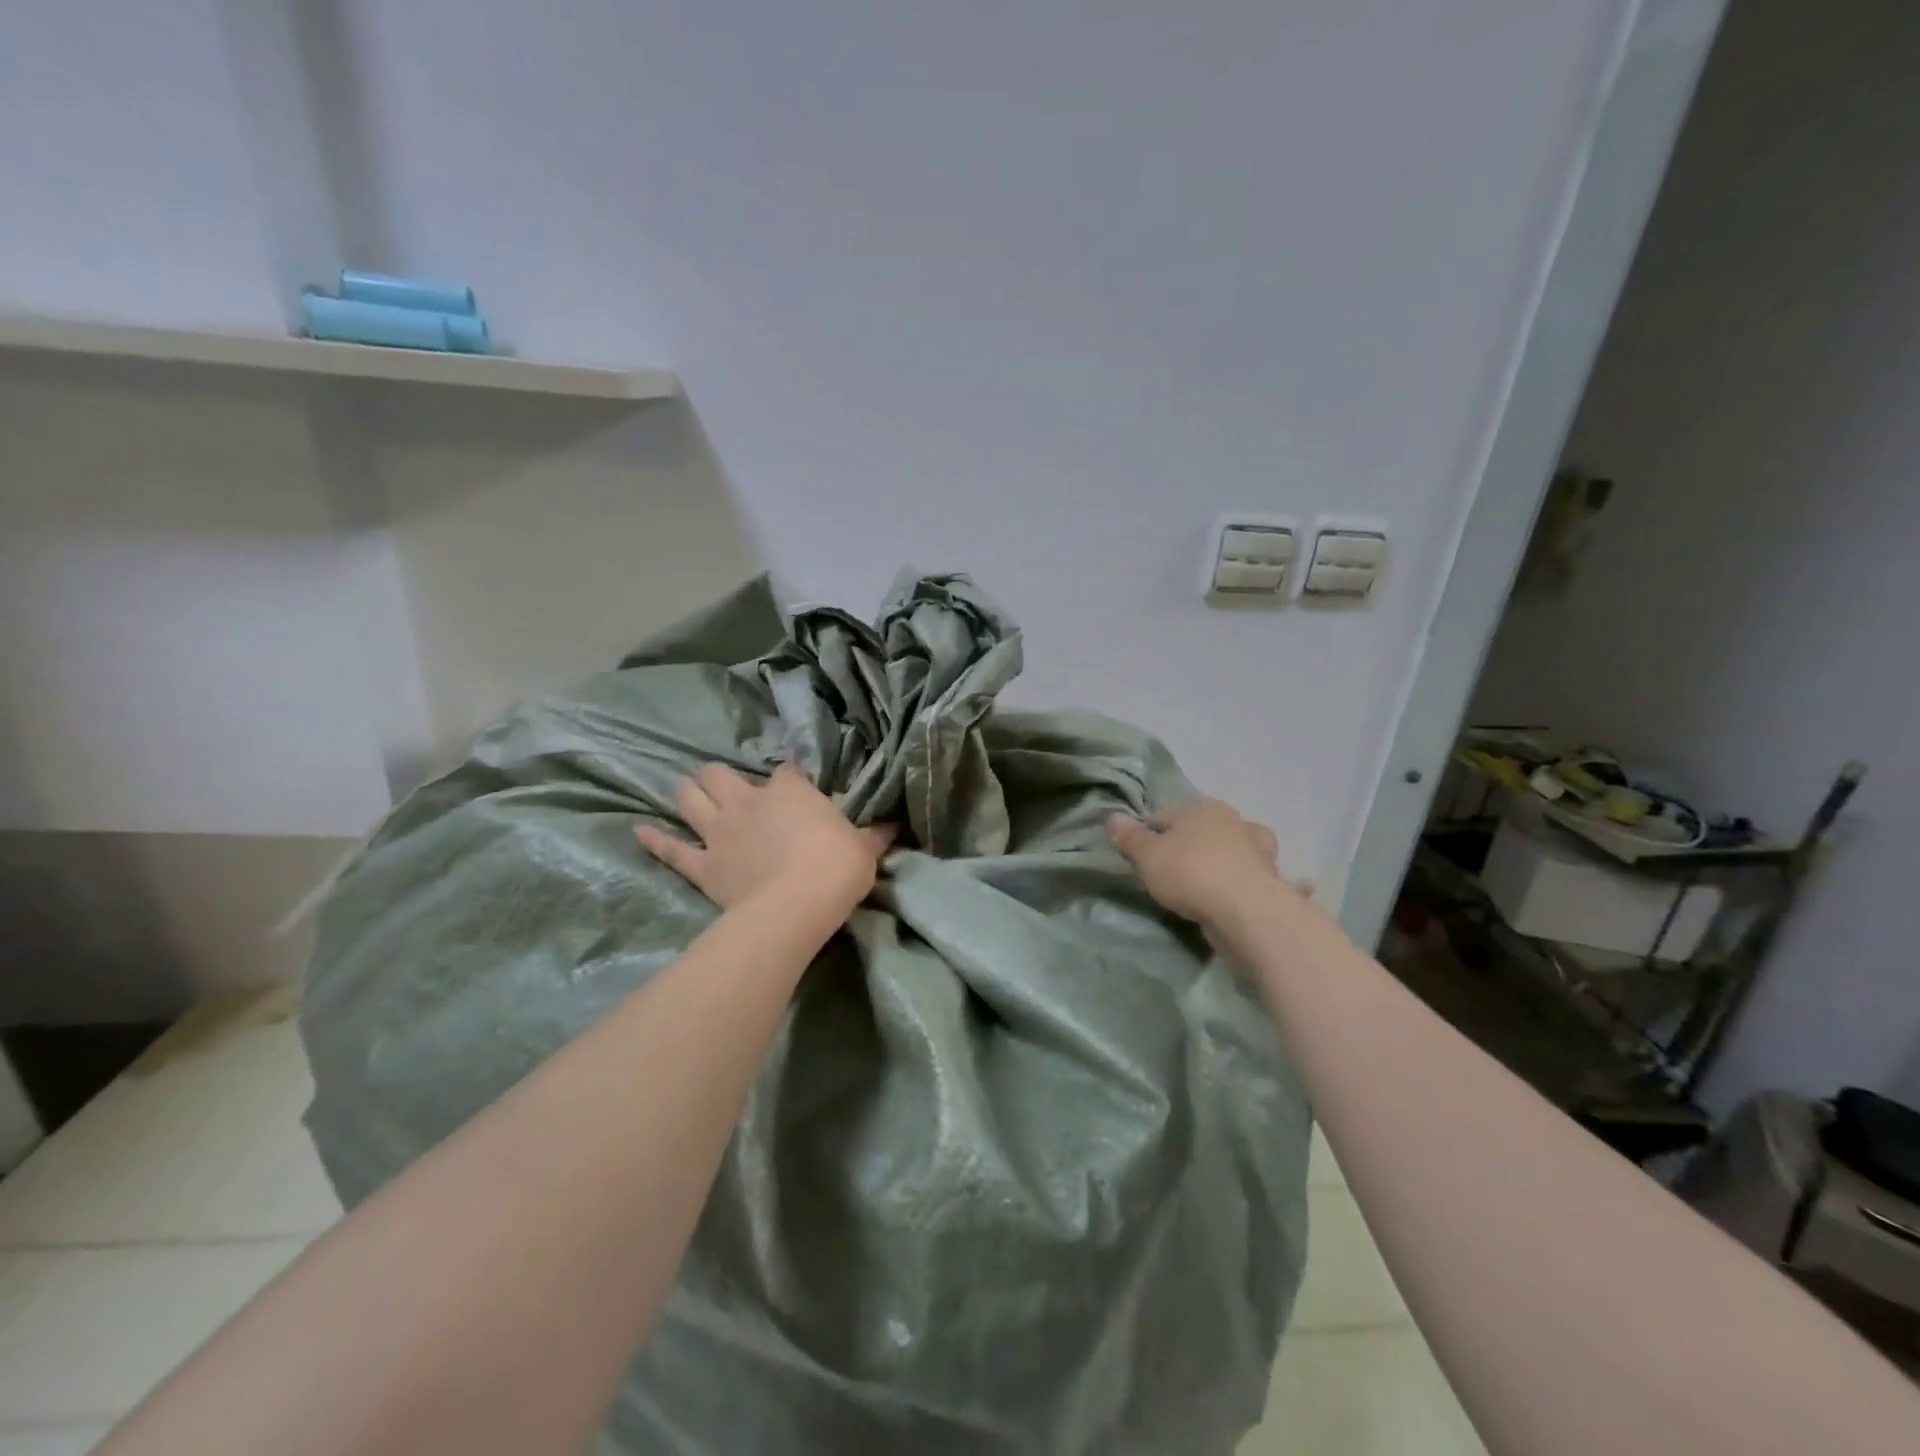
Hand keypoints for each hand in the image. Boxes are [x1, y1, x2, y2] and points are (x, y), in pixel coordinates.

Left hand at [638, 763, 893, 914]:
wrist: (798, 903)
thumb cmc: (836, 867)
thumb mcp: (864, 849)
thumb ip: (874, 836)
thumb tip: (893, 828)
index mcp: (790, 791)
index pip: (786, 772)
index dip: (789, 779)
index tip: (795, 790)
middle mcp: (748, 801)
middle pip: (719, 774)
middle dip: (719, 776)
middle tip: (727, 786)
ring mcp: (720, 832)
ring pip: (689, 798)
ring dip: (687, 794)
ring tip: (689, 794)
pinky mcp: (702, 865)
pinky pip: (671, 849)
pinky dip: (654, 840)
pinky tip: (639, 831)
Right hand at [1107, 798, 1288, 926]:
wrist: (1247, 911)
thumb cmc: (1190, 872)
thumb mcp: (1148, 856)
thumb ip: (1130, 838)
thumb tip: (1112, 817)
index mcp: (1201, 808)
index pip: (1164, 815)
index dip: (1146, 833)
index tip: (1137, 855)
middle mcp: (1233, 821)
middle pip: (1201, 828)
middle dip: (1187, 843)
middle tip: (1169, 869)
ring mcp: (1257, 850)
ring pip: (1235, 847)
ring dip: (1227, 856)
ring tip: (1210, 877)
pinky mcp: (1271, 879)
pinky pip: (1254, 875)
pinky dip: (1250, 879)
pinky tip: (1242, 892)